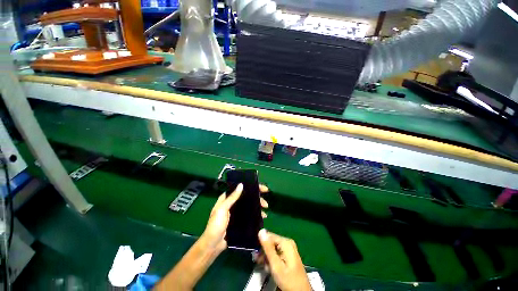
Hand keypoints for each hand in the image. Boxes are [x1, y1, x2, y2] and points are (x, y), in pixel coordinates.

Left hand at [201, 183, 268, 253]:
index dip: (251, 187)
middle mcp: (233, 203)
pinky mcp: (240, 220)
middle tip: (265, 202)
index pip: (240, 189)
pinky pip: (250, 214)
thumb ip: (232, 197)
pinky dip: (256, 214)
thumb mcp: (222, 209)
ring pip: (250, 205)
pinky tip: (262, 216)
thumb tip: (241, 185)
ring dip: (258, 206)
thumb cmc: (215, 225)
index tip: (262, 188)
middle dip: (257, 198)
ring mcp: (237, 212)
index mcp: (227, 198)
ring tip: (265, 210)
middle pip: (247, 197)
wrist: (213, 245)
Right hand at [258, 229, 310, 290]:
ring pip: (273, 249)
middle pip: (271, 242)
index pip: (269, 236)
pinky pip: (277, 253)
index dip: (262, 245)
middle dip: (264, 252)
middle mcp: (287, 243)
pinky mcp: (288, 255)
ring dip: (267, 258)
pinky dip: (272, 260)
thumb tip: (261, 231)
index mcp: (285, 242)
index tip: (256, 255)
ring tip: (266, 268)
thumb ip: (268, 248)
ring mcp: (289, 249)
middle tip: (260, 262)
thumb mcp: (276, 265)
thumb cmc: (288, 280)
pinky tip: (271, 268)